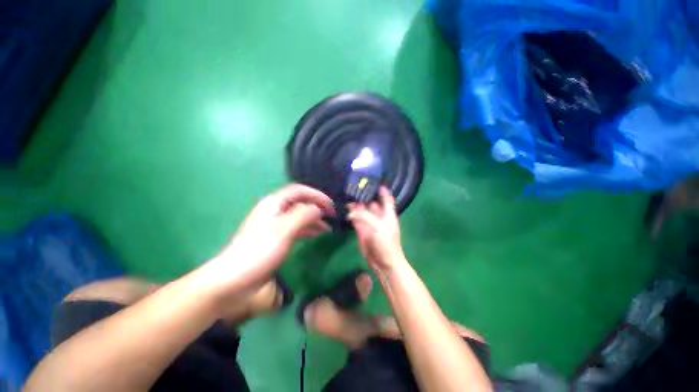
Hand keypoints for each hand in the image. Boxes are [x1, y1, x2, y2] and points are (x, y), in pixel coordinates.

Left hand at [205, 184, 333, 293]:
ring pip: (300, 216)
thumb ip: (304, 214)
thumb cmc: (260, 250)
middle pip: (300, 202)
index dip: (317, 195)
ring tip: (328, 227)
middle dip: (317, 207)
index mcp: (274, 203)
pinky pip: (296, 228)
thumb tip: (318, 208)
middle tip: (332, 215)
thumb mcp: (284, 230)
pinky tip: (317, 234)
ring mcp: (276, 225)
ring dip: (314, 219)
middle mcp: (275, 211)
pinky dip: (308, 229)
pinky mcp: (277, 238)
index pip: (299, 191)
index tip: (331, 205)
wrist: (234, 279)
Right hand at [348, 187, 405, 271]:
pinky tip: (345, 207)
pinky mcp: (361, 230)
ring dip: (355, 204)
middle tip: (353, 186)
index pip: (386, 199)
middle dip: (364, 195)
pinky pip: (355, 219)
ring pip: (362, 210)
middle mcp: (378, 216)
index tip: (374, 181)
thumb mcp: (378, 227)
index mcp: (388, 214)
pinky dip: (351, 214)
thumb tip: (351, 210)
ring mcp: (369, 223)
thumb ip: (365, 216)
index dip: (382, 190)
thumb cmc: (386, 243)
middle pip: (371, 202)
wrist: (383, 263)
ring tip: (346, 194)